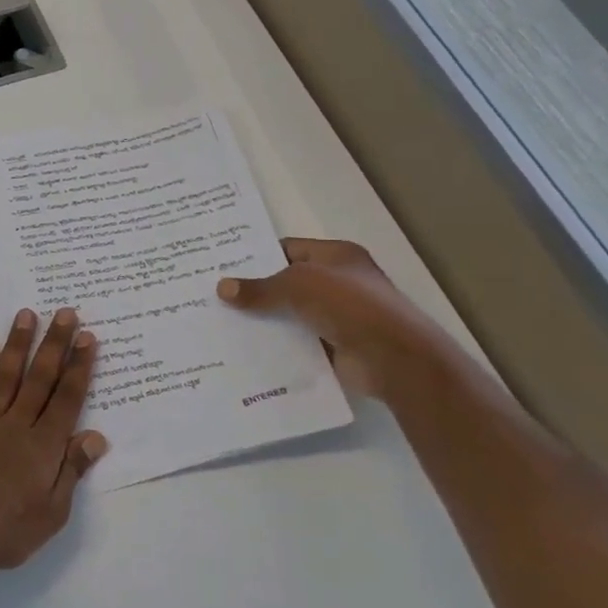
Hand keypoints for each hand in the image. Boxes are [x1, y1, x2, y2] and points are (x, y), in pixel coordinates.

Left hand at [0, 308, 107, 577]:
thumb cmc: (7, 532)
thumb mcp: (52, 513)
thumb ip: (72, 470)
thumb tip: (95, 436)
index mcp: (44, 446)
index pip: (67, 398)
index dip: (79, 367)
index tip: (88, 338)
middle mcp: (17, 425)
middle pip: (40, 378)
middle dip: (55, 344)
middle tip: (66, 313)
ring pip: (5, 375)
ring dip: (18, 344)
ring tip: (27, 315)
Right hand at [217, 238, 452, 399]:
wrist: (394, 358)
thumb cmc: (350, 306)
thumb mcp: (299, 285)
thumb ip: (259, 288)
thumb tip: (222, 288)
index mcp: (336, 256)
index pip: (288, 249)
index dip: (257, 256)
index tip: (222, 267)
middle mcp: (337, 283)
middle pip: (286, 283)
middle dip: (254, 291)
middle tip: (213, 296)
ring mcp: (336, 316)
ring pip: (289, 314)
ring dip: (262, 321)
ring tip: (220, 324)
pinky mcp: (332, 347)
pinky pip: (296, 342)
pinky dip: (275, 345)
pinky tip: (244, 349)